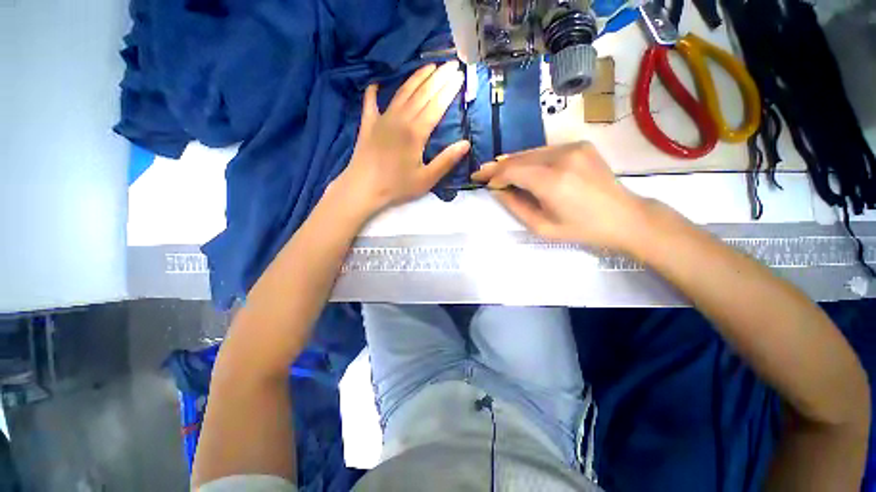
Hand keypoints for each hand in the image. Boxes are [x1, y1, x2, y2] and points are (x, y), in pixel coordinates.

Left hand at [332, 62, 470, 217]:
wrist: (363, 188)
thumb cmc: (397, 186)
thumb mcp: (426, 179)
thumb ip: (446, 161)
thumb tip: (466, 144)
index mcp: (416, 132)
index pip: (437, 105)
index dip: (449, 89)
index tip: (460, 75)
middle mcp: (400, 119)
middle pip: (422, 93)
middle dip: (438, 77)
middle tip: (451, 63)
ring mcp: (382, 118)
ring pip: (402, 92)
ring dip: (417, 77)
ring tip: (429, 66)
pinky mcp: (368, 124)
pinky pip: (371, 102)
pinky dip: (374, 91)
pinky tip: (376, 82)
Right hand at [471, 142, 650, 251]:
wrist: (624, 217)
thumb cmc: (580, 229)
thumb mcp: (541, 227)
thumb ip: (515, 206)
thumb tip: (497, 190)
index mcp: (552, 181)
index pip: (511, 171)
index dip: (493, 175)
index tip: (479, 180)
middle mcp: (562, 157)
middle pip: (519, 158)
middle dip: (498, 166)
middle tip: (482, 172)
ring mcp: (573, 147)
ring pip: (531, 152)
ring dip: (513, 162)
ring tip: (498, 170)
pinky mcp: (580, 145)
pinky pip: (545, 151)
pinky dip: (530, 159)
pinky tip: (523, 167)